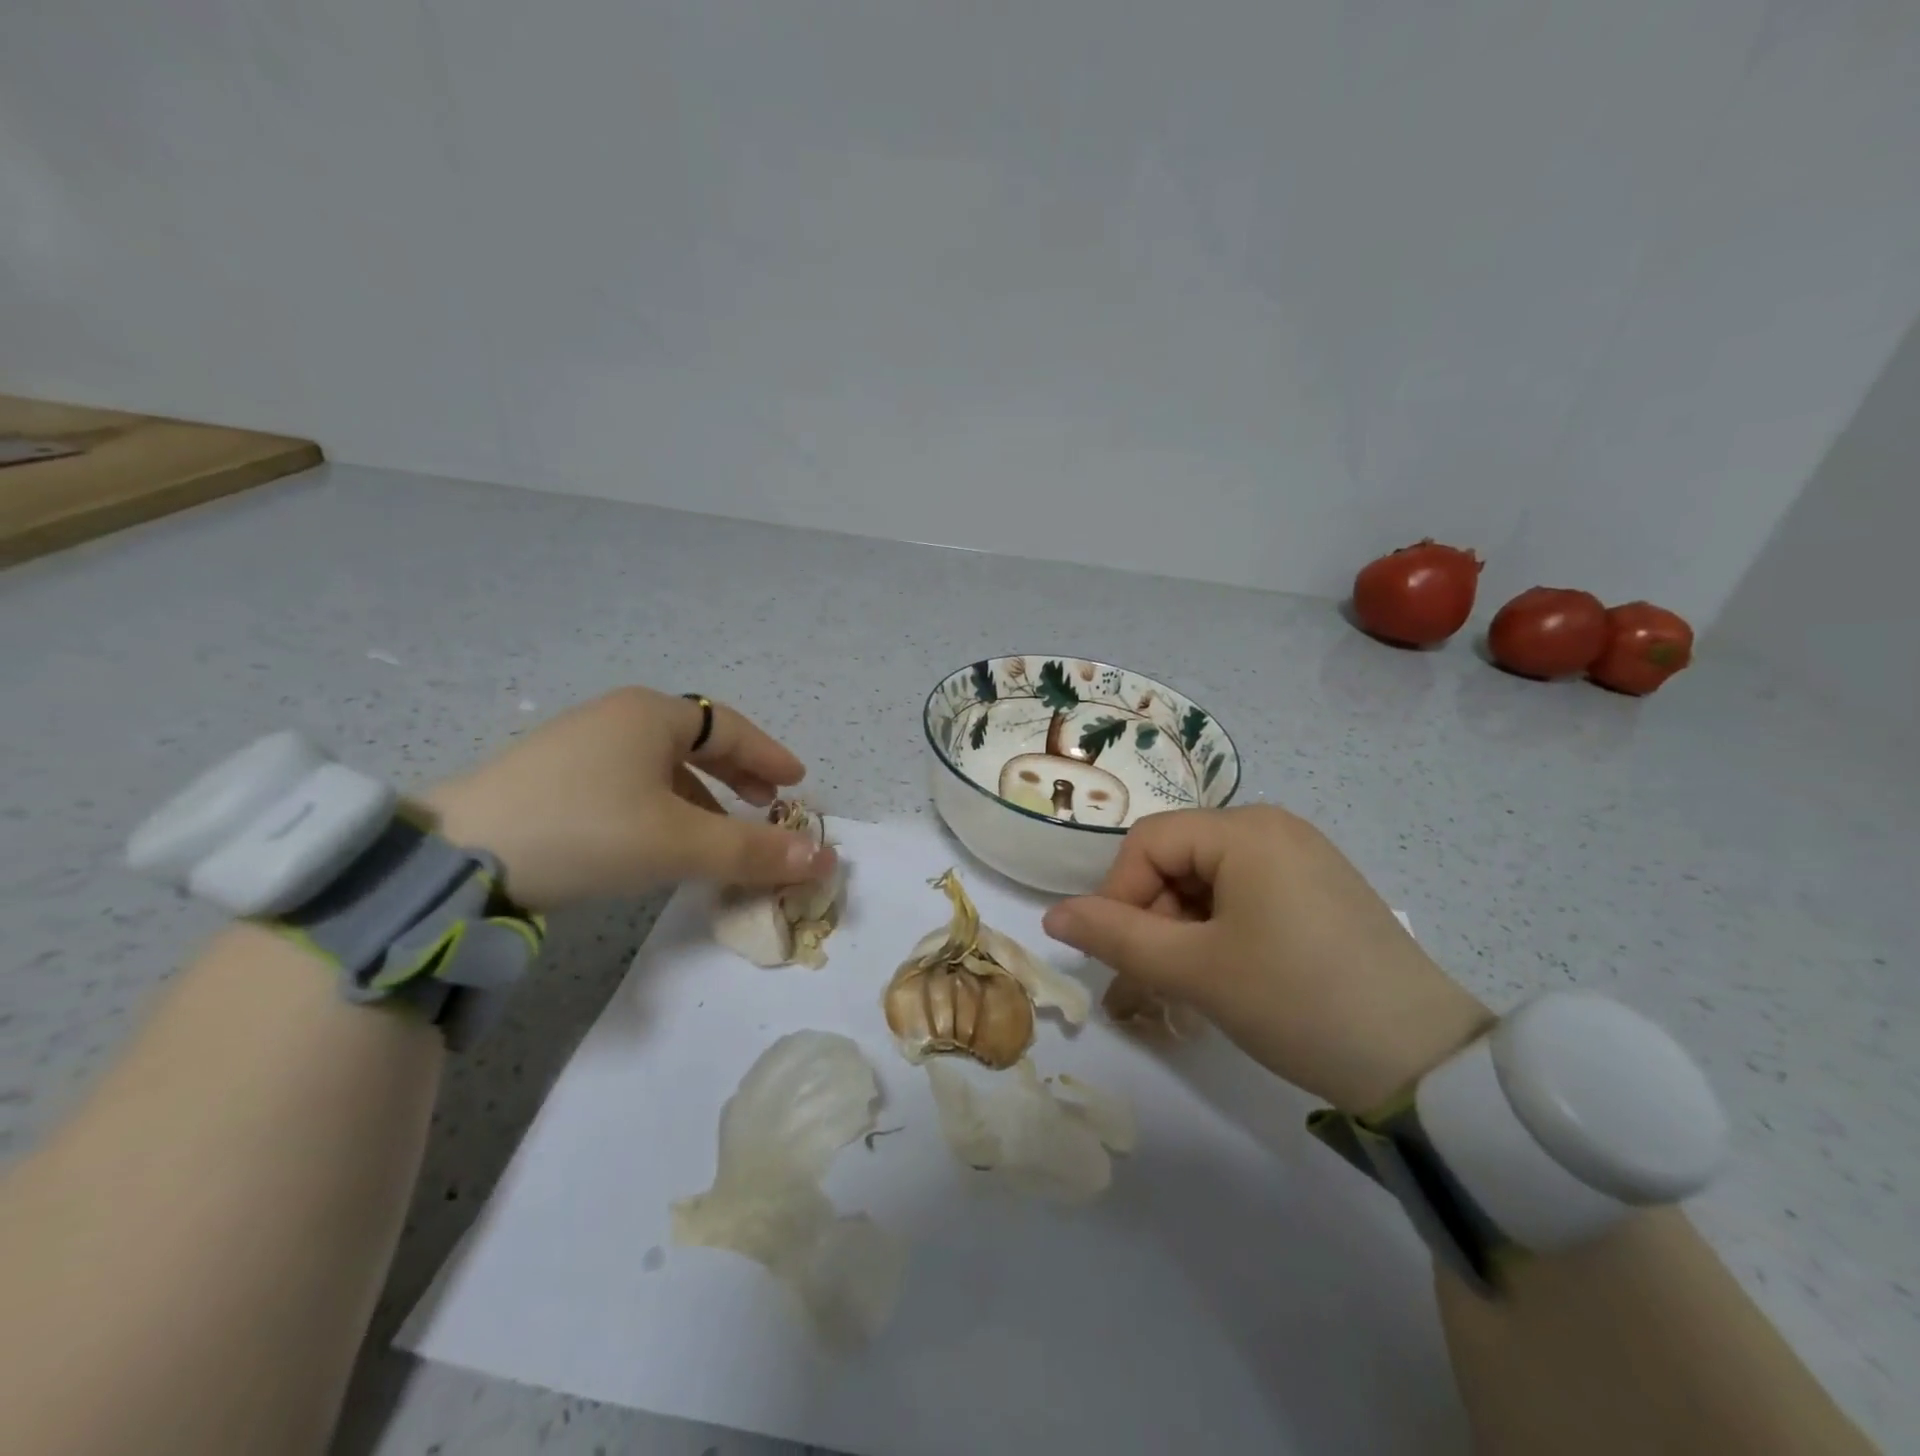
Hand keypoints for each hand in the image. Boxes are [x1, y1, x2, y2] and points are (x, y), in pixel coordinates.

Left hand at [421, 687, 836, 910]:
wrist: (456, 857)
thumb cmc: (587, 831)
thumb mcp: (680, 843)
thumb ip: (752, 850)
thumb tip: (819, 859)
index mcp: (652, 715)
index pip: (730, 728)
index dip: (768, 755)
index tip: (796, 783)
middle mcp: (617, 718)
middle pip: (696, 742)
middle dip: (737, 773)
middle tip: (767, 802)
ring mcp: (579, 745)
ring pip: (661, 766)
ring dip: (701, 795)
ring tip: (719, 832)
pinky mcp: (552, 778)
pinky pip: (629, 782)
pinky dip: (662, 805)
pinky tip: (660, 839)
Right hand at [1042, 806, 1491, 1112]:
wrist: (1426, 1065)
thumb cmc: (1297, 1002)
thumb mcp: (1195, 970)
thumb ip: (1115, 936)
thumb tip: (1053, 916)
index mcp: (1245, 829)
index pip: (1149, 843)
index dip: (1119, 894)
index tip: (1120, 955)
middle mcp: (1274, 827)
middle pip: (1179, 859)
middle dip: (1153, 917)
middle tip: (1154, 980)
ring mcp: (1303, 857)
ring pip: (1209, 880)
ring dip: (1183, 929)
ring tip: (1189, 985)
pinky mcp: (1321, 890)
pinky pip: (1246, 895)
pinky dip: (1220, 930)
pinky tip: (1228, 975)